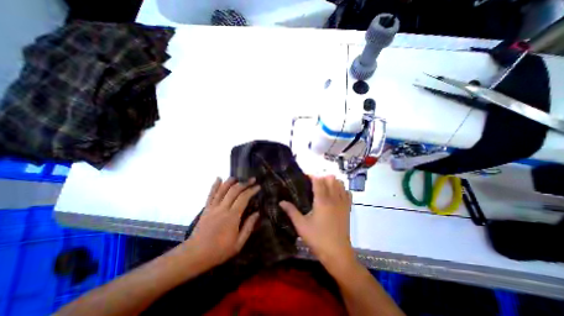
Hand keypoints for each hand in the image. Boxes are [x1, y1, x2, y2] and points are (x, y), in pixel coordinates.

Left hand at [183, 178, 258, 268]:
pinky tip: (218, 178)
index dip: (251, 190)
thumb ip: (249, 227)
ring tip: (238, 177)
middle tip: (252, 180)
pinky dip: (215, 185)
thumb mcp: (238, 243)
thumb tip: (257, 213)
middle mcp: (222, 208)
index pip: (244, 198)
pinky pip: (211, 194)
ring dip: (231, 181)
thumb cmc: (219, 251)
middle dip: (244, 183)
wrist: (195, 255)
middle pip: (234, 190)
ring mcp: (213, 207)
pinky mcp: (206, 209)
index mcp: (232, 216)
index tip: (258, 187)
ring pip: (222, 190)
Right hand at [281, 175, 353, 266]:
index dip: (312, 175)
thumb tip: (281, 202)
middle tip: (313, 182)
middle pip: (330, 178)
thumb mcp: (301, 226)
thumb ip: (291, 211)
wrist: (338, 254)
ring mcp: (343, 203)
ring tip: (323, 186)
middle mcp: (334, 198)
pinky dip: (341, 189)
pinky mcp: (348, 208)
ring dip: (331, 181)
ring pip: (340, 183)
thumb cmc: (317, 239)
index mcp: (322, 201)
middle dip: (321, 176)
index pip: (318, 180)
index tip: (305, 176)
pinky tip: (335, 194)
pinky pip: (347, 192)